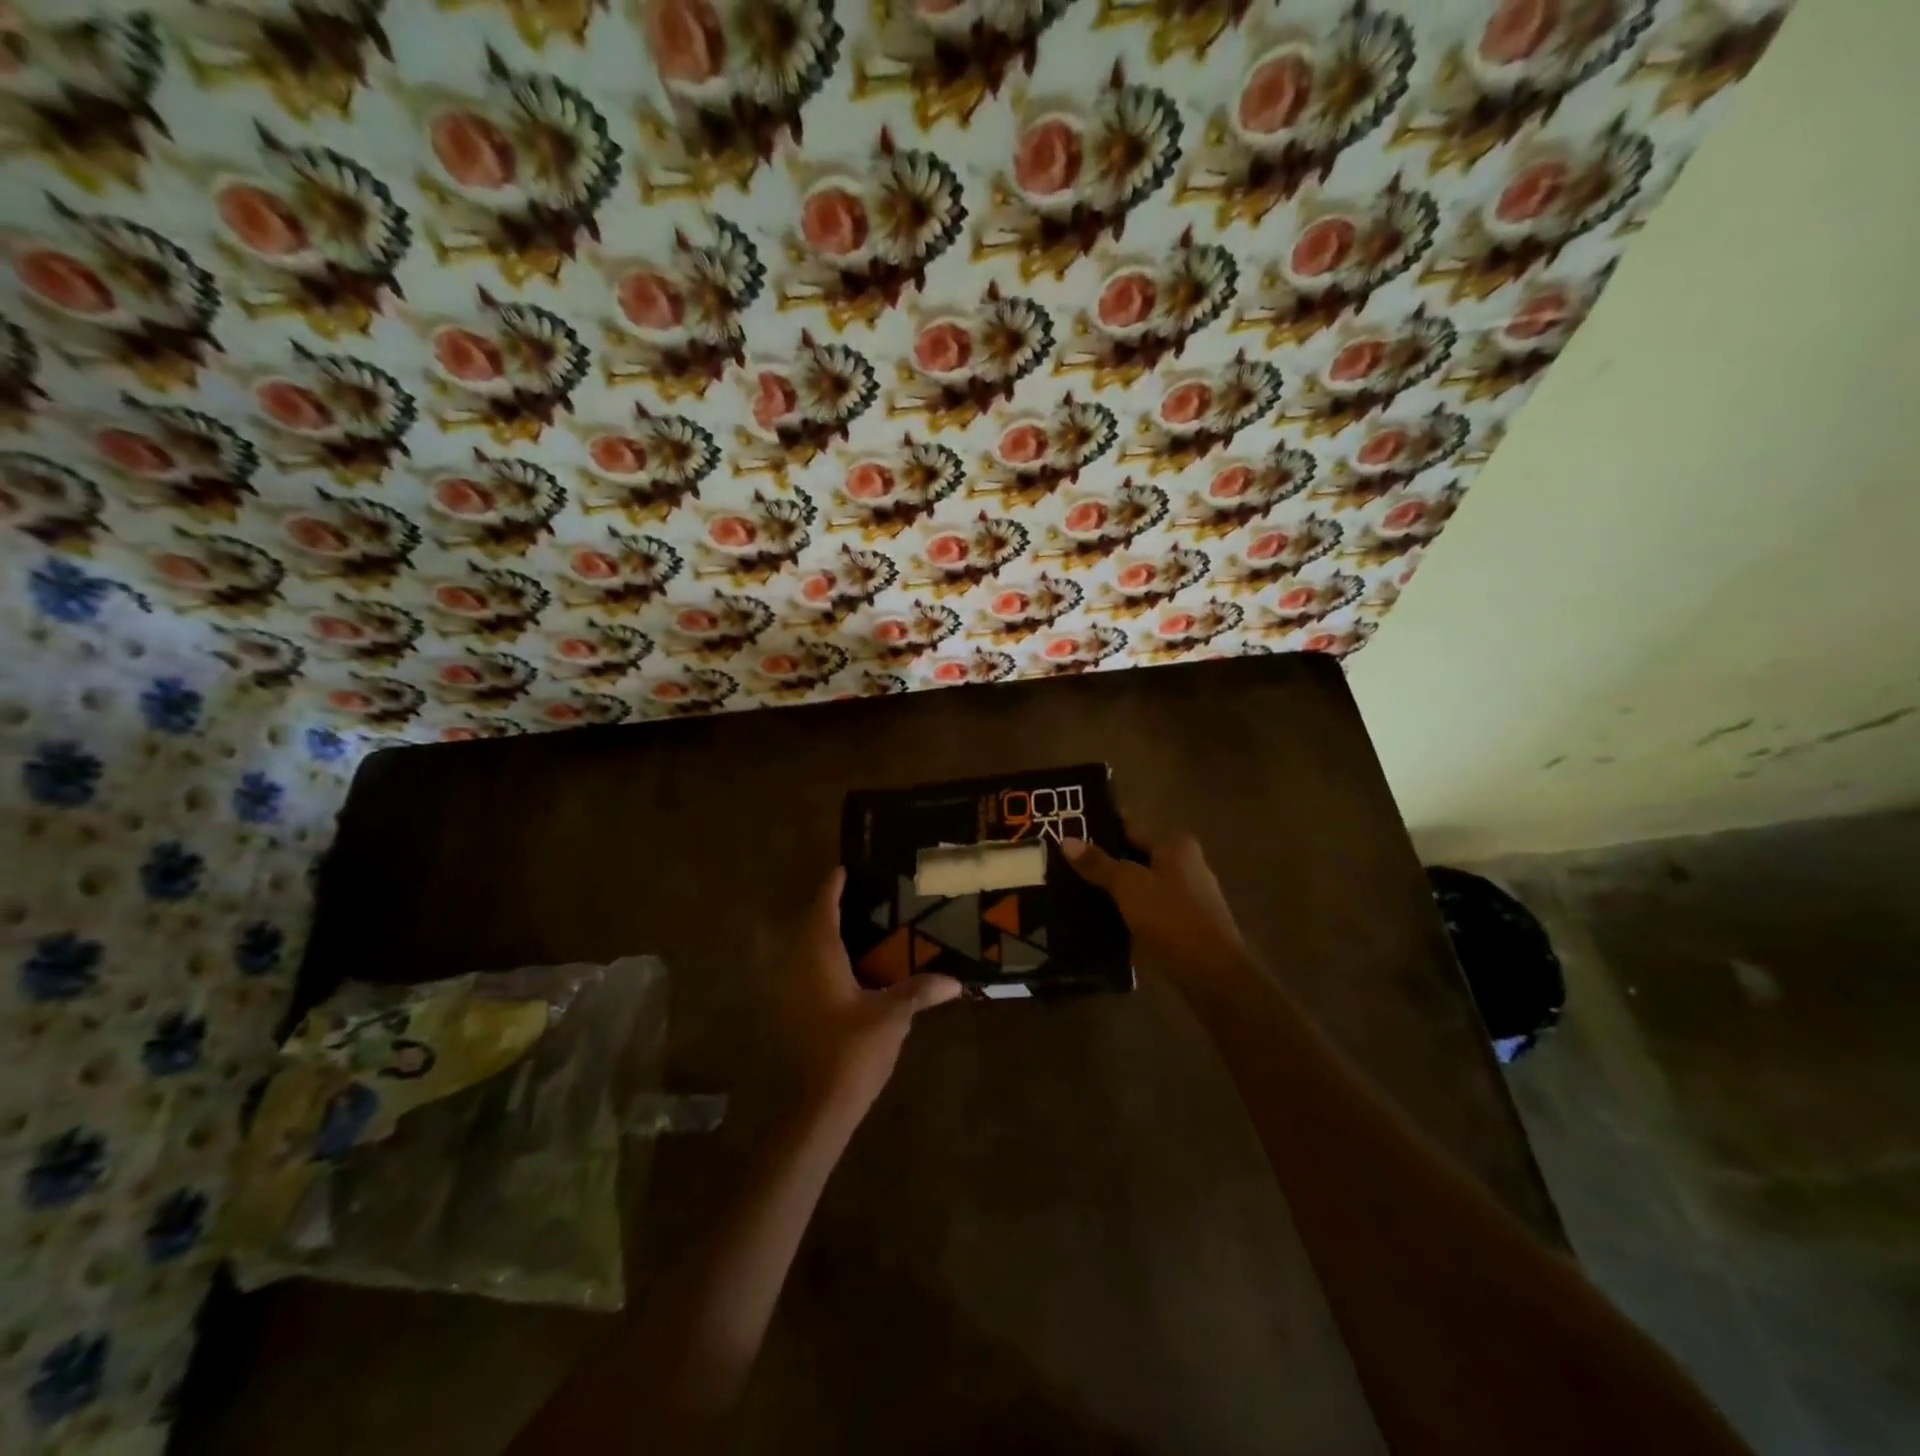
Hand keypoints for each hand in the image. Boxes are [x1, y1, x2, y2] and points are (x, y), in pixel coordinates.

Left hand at [786, 867, 961, 1123]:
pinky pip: (807, 968)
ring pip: (805, 948)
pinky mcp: (795, 1011)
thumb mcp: (894, 1015)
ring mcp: (793, 991)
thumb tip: (956, 980)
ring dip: (824, 933)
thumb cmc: (855, 1048)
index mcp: (821, 959)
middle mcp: (800, 967)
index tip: (844, 869)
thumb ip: (921, 991)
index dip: (832, 888)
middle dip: (829, 907)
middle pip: (810, 925)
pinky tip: (848, 965)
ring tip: (855, 923)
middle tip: (857, 893)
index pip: (824, 911)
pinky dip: (824, 957)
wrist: (823, 1102)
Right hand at [1062, 829, 1248, 984]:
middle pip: (1136, 857)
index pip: (1131, 828)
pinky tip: (1102, 919)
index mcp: (1177, 845)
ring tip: (1076, 892)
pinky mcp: (1185, 925)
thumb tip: (1066, 840)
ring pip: (1142, 886)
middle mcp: (1187, 864)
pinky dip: (1128, 911)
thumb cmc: (1171, 916)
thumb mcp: (1128, 885)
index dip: (1100, 830)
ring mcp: (1188, 896)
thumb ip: (1098, 863)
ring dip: (1116, 890)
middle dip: (1105, 862)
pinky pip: (1149, 909)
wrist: (1211, 972)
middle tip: (1065, 866)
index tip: (1069, 834)